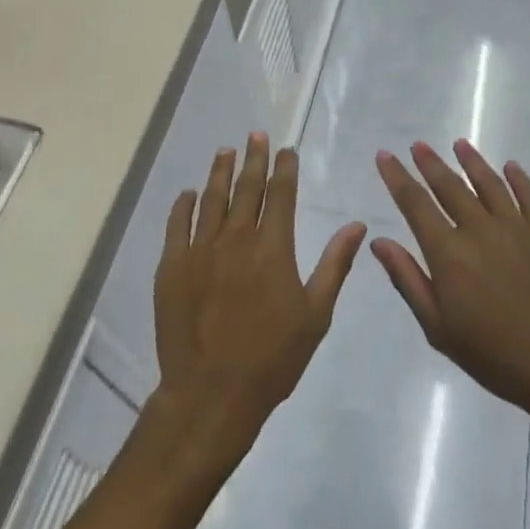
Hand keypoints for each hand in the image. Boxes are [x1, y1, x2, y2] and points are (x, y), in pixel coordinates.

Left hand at [151, 134, 366, 475]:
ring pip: (211, 199)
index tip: (286, 149)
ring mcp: (200, 250)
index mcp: (273, 248)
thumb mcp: (315, 314)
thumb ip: (334, 264)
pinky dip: (183, 205)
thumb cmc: (272, 358)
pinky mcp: (172, 266)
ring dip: (220, 172)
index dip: (284, 168)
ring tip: (225, 151)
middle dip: (253, 158)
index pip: (280, 194)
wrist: (212, 393)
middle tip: (255, 135)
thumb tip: (357, 225)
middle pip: (246, 188)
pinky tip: (188, 193)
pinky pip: (177, 225)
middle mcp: (236, 238)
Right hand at [373, 140, 529, 428]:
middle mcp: (479, 230)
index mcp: (448, 253)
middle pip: (450, 186)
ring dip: (471, 161)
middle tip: (418, 145)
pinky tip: (510, 167)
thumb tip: (379, 241)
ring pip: (489, 183)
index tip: (385, 156)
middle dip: (430, 163)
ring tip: (459, 144)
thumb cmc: (495, 357)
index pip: (415, 203)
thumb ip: (408, 280)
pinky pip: (529, 196)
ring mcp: (517, 228)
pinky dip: (517, 178)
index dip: (397, 177)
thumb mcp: (439, 329)